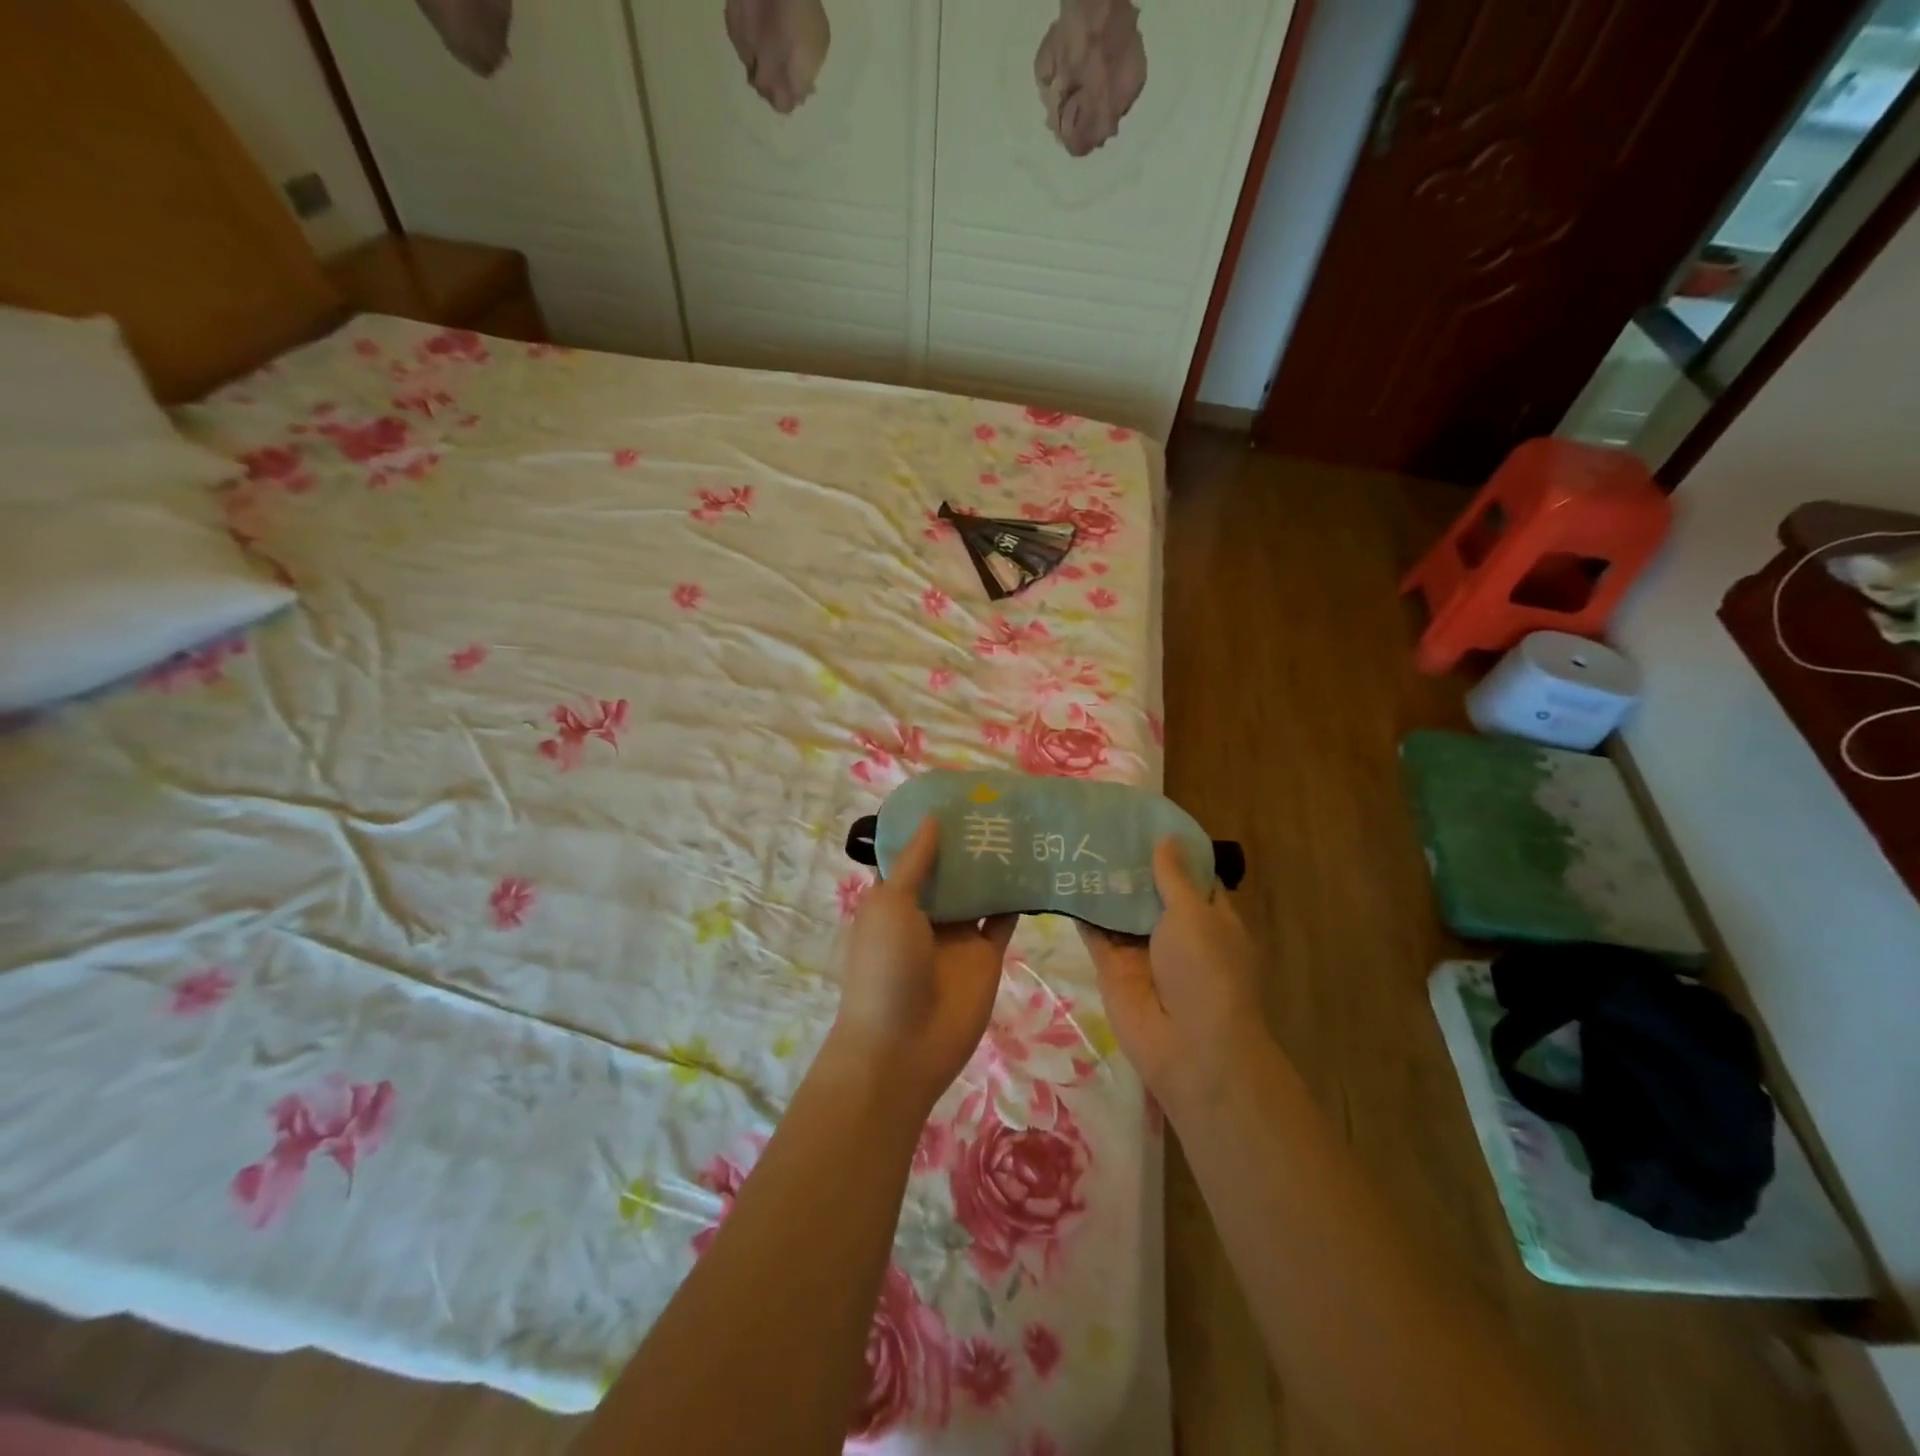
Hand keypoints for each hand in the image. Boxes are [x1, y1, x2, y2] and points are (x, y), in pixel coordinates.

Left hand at [832, 818, 1016, 1113]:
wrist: (904, 1047)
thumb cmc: (886, 968)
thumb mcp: (891, 905)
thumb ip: (915, 863)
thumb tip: (931, 817)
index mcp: (895, 897)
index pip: (914, 853)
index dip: (931, 825)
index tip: (957, 794)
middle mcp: (928, 911)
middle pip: (952, 868)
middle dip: (970, 839)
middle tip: (1000, 801)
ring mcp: (959, 933)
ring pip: (981, 889)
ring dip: (996, 863)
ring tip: (1023, 824)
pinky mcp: (987, 954)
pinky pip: (1004, 918)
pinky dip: (1018, 896)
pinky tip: (1036, 866)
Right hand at [1078, 837, 1265, 1116]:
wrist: (1189, 1049)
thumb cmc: (1205, 973)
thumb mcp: (1195, 915)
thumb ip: (1173, 877)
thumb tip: (1166, 838)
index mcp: (1209, 918)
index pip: (1191, 876)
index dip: (1171, 849)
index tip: (1143, 819)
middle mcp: (1176, 932)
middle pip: (1150, 891)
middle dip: (1129, 863)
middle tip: (1099, 824)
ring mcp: (1142, 950)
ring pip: (1119, 909)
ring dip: (1102, 883)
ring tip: (1074, 843)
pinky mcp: (1113, 968)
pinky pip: (1095, 933)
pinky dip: (1081, 909)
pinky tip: (1059, 879)